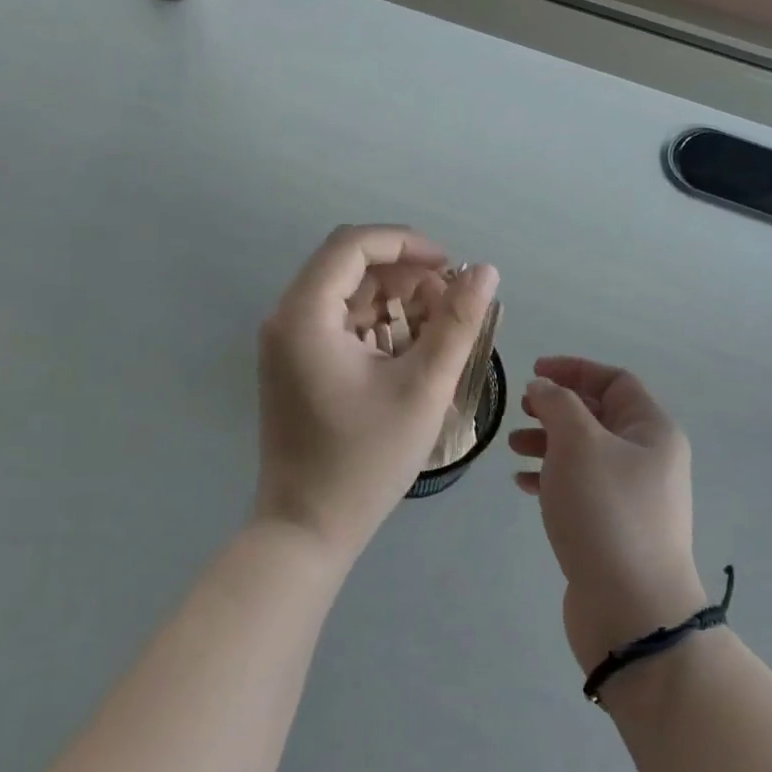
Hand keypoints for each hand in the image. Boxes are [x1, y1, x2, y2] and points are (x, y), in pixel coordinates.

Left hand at [255, 226, 498, 561]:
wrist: (307, 528)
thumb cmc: (365, 460)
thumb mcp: (423, 388)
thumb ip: (458, 323)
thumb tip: (485, 271)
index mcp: (304, 314)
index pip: (353, 244)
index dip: (407, 243)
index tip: (451, 266)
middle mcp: (286, 318)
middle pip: (349, 267)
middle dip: (405, 274)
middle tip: (450, 302)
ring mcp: (286, 342)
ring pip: (346, 295)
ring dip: (394, 301)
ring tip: (438, 329)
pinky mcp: (294, 364)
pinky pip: (339, 324)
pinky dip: (377, 326)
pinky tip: (411, 350)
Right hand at [510, 358, 706, 671]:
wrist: (631, 610)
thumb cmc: (606, 512)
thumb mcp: (578, 443)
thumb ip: (558, 405)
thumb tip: (545, 387)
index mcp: (652, 431)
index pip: (614, 381)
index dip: (574, 369)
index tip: (533, 372)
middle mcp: (648, 458)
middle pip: (599, 416)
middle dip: (557, 408)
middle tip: (522, 410)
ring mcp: (632, 496)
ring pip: (585, 452)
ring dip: (548, 442)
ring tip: (514, 447)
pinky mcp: (613, 528)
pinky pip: (580, 488)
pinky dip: (552, 478)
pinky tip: (523, 484)